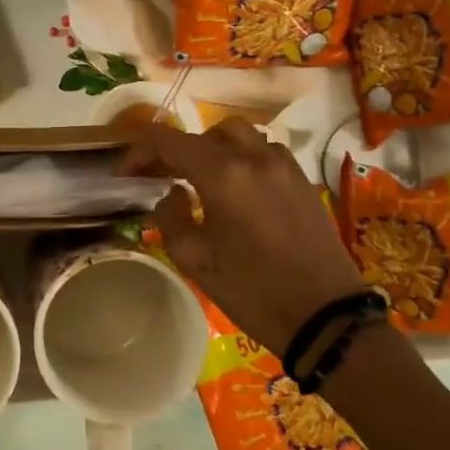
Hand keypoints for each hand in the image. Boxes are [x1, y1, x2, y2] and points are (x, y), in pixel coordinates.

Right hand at [125, 119, 366, 355]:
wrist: (324, 317)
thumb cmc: (252, 290)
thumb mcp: (194, 259)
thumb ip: (171, 217)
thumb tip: (173, 193)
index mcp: (223, 174)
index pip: (169, 141)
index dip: (140, 150)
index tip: (125, 172)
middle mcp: (254, 158)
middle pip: (206, 132)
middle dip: (178, 148)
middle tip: (161, 174)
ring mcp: (284, 166)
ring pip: (241, 136)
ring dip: (213, 149)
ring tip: (200, 177)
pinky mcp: (303, 182)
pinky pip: (266, 152)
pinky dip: (243, 158)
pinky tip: (237, 188)